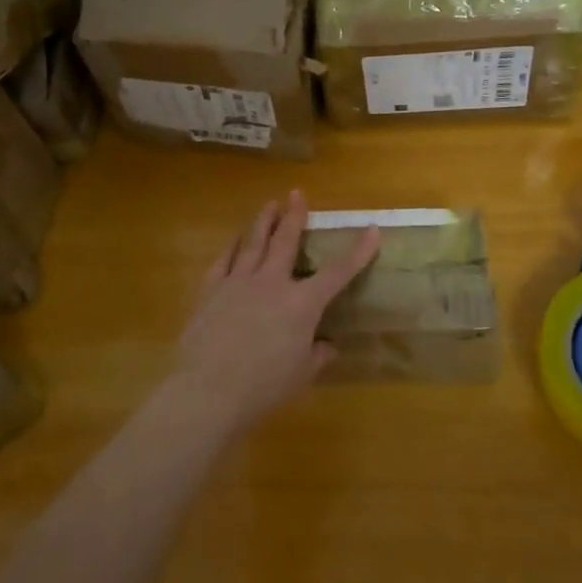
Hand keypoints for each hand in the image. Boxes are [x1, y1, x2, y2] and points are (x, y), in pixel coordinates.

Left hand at [170, 191, 380, 435]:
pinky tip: (235, 239)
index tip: (371, 228)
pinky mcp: (211, 289)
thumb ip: (318, 356)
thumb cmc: (263, 385)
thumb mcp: (301, 374)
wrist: (209, 389)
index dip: (358, 251)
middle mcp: (272, 282)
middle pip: (286, 241)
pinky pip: (224, 260)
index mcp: (302, 304)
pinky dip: (232, 246)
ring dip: (263, 221)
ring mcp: (239, 282)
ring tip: (269, 204)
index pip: (338, 272)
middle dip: (295, 215)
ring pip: (254, 242)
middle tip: (297, 193)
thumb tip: (330, 346)